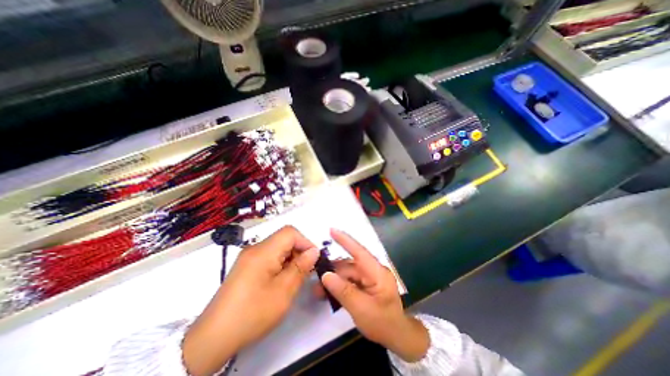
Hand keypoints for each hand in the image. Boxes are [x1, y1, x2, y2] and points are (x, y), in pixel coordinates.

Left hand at [182, 226, 318, 375]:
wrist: (213, 338)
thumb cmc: (252, 313)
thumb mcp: (283, 291)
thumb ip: (301, 267)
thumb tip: (314, 251)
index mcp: (263, 251)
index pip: (290, 232)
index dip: (305, 242)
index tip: (314, 259)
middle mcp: (255, 249)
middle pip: (284, 239)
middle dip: (299, 251)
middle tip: (306, 271)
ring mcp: (249, 257)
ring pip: (278, 248)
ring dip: (290, 258)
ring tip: (295, 278)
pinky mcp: (247, 266)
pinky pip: (269, 256)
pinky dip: (281, 263)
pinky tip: (282, 280)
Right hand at [320, 228, 425, 361]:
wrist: (397, 338)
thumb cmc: (383, 323)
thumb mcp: (362, 309)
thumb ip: (343, 291)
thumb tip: (326, 275)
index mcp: (377, 272)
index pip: (359, 252)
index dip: (345, 240)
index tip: (331, 230)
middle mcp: (372, 271)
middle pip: (349, 265)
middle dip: (332, 270)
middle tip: (315, 276)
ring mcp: (369, 278)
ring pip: (347, 273)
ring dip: (333, 280)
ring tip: (318, 290)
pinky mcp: (365, 285)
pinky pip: (349, 281)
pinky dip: (339, 286)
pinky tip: (327, 293)